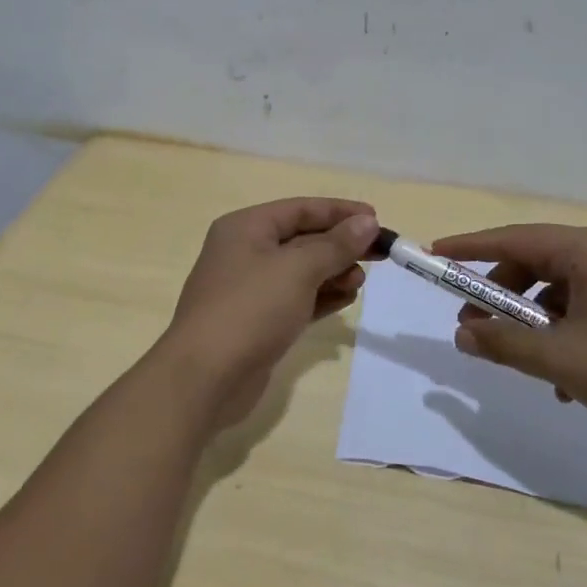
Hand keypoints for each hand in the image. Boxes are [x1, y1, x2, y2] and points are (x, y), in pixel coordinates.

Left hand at [160, 198, 379, 430]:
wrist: (206, 377)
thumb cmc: (250, 309)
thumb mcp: (297, 269)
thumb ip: (335, 245)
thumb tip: (366, 223)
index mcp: (246, 228)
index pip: (300, 209)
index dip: (339, 212)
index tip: (376, 219)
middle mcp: (245, 252)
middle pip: (302, 239)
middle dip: (340, 245)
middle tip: (380, 254)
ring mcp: (250, 289)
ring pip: (301, 272)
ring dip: (333, 273)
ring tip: (360, 282)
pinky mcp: (259, 322)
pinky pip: (297, 300)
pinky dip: (322, 297)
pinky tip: (347, 300)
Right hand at [430, 224, 586, 444]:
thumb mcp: (562, 360)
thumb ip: (505, 345)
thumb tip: (463, 334)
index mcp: (585, 251)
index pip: (512, 239)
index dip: (469, 248)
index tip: (434, 255)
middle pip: (532, 265)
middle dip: (498, 297)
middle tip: (472, 327)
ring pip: (555, 292)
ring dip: (530, 324)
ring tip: (518, 362)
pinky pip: (580, 308)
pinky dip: (561, 335)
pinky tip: (562, 380)